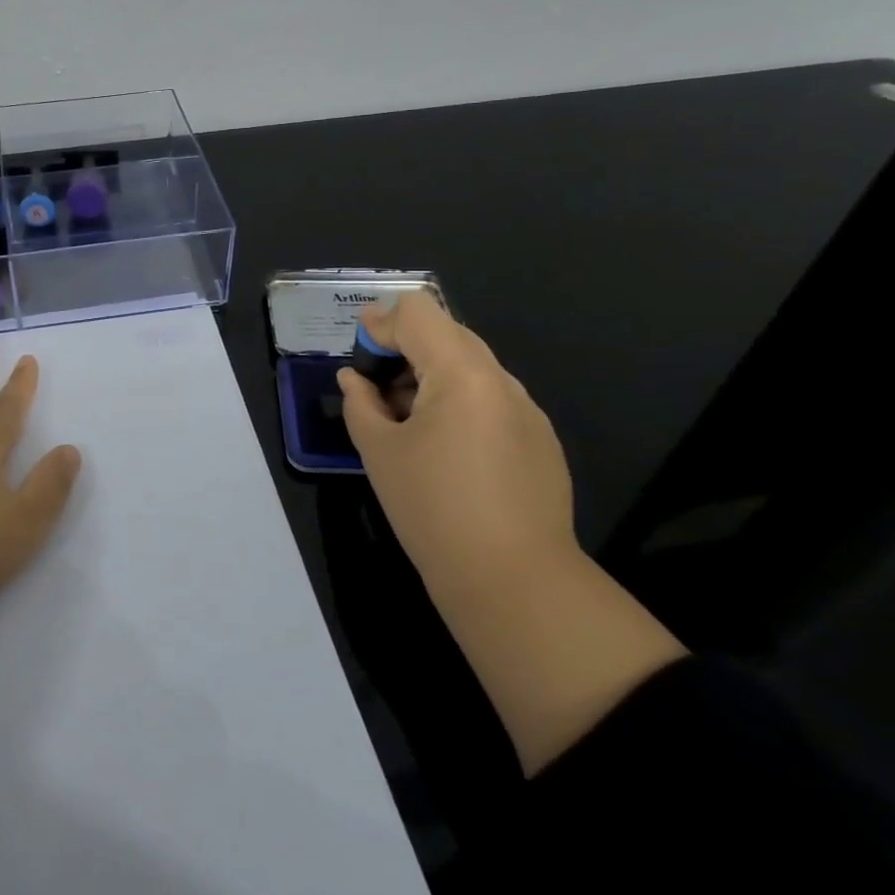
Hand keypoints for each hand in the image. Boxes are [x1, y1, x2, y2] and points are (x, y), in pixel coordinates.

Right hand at [336, 294, 574, 591]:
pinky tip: (443, 449)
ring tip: (404, 420)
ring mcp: (527, 410)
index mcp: (462, 373)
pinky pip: (491, 399)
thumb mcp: (379, 452)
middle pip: (447, 334)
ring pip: (471, 367)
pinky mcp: (540, 440)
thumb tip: (353, 379)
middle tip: (375, 385)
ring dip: (431, 376)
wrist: (512, 581)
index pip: (419, 313)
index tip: (358, 351)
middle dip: (405, 348)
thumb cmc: (433, 509)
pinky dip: (458, 403)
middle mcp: (501, 380)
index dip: (381, 322)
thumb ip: (360, 404)